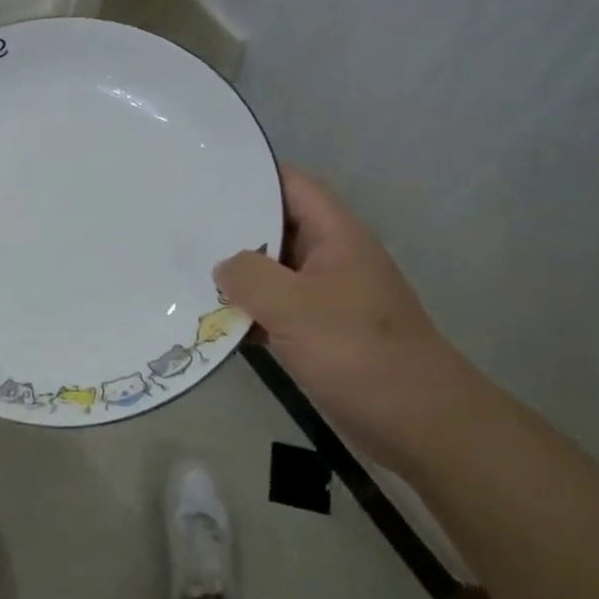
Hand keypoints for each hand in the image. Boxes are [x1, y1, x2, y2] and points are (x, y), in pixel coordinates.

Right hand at [214, 166, 485, 471]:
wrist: (418, 422)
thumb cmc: (359, 352)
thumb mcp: (297, 307)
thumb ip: (251, 277)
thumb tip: (222, 267)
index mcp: (336, 236)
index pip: (291, 185)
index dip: (251, 177)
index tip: (204, 180)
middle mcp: (331, 259)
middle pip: (276, 228)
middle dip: (232, 228)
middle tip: (181, 227)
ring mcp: (325, 298)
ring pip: (272, 274)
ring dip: (236, 277)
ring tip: (184, 270)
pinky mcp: (319, 334)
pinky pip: (275, 311)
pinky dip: (247, 313)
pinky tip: (210, 321)